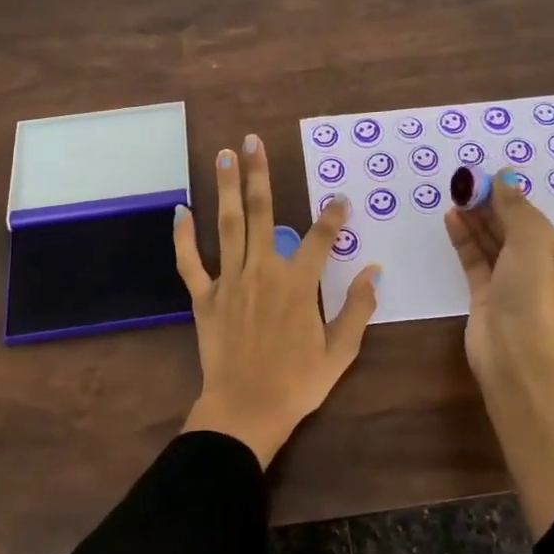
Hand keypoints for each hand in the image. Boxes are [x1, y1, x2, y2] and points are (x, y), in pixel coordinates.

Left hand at [175, 134, 381, 466]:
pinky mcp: (204, 297)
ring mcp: (230, 281)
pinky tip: (180, 210)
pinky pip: (190, 262)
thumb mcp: (341, 351)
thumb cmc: (297, 383)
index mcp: (298, 284)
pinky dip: (183, 237)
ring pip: (228, 225)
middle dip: (259, 174)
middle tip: (253, 141)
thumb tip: (373, 271)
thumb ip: (358, 308)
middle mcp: (263, 271)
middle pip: (263, 214)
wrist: (246, 411)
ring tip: (224, 156)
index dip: (333, 215)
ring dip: (226, 188)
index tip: (340, 197)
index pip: (320, 237)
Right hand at [444, 170, 553, 379]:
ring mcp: (513, 286)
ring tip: (455, 197)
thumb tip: (505, 176)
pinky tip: (451, 220)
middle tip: (465, 185)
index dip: (511, 198)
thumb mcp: (531, 243)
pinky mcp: (487, 298)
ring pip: (493, 245)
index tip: (486, 178)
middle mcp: (542, 272)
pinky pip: (476, 262)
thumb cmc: (533, 295)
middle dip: (490, 207)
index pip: (536, 221)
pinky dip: (465, 241)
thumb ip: (516, 208)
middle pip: (513, 231)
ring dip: (476, 221)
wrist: (515, 355)